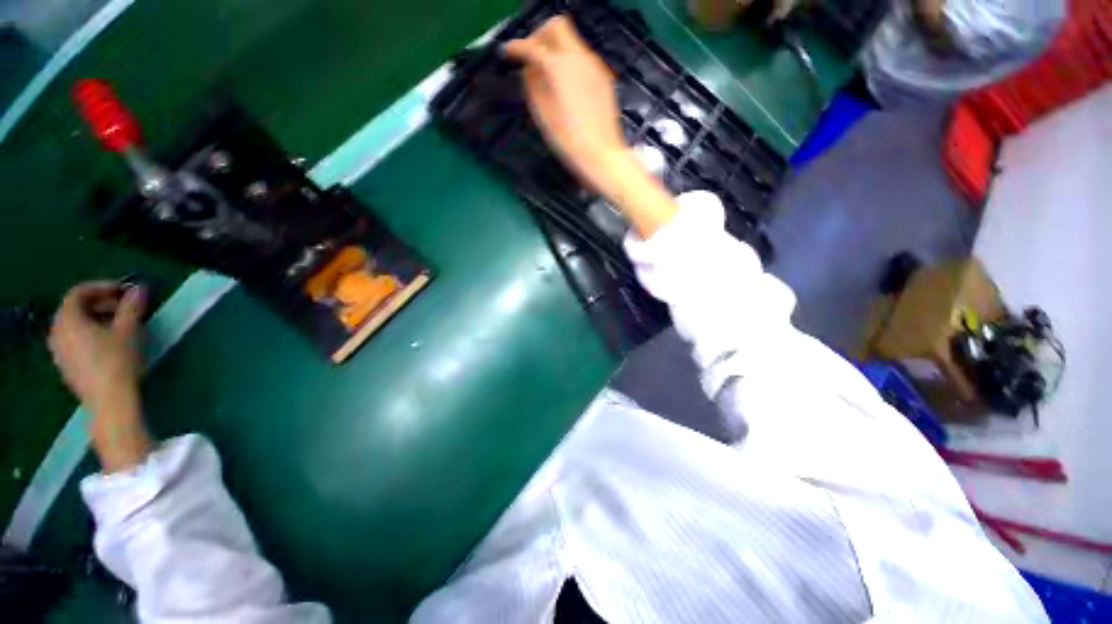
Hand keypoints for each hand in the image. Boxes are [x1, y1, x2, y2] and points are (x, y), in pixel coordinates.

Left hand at [50, 281, 153, 472]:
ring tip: (121, 325)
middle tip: (126, 307)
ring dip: (97, 320)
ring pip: (76, 326)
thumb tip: (139, 289)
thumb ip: (132, 307)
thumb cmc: (117, 361)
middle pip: (75, 309)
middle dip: (101, 304)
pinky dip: (92, 335)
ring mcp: (60, 352)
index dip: (103, 287)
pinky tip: (111, 344)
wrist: (110, 402)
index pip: (79, 292)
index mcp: (67, 319)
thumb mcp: (129, 330)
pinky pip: (76, 341)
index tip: (126, 290)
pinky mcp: (67, 366)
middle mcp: (57, 332)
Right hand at [504, 16, 630, 194]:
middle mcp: (579, 58)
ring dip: (556, 49)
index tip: (508, 53)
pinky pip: (583, 58)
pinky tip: (566, 85)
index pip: (533, 46)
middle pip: (557, 26)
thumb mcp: (543, 116)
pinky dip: (569, 62)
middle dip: (539, 36)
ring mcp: (595, 66)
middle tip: (531, 57)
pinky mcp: (604, 78)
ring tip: (547, 74)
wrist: (602, 155)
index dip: (517, 47)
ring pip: (572, 41)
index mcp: (560, 67)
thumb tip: (528, 70)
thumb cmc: (569, 141)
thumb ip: (533, 86)